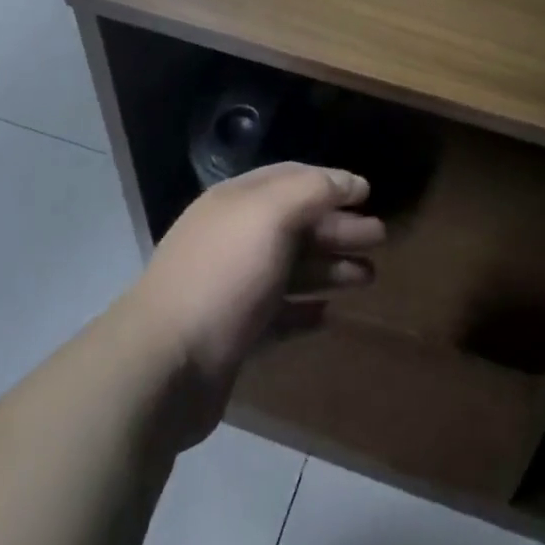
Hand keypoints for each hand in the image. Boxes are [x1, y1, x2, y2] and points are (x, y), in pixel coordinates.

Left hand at [121, 163, 385, 443]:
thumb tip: (350, 182)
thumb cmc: (224, 275)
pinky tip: (331, 313)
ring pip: (292, 269)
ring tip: (369, 276)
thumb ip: (314, 190)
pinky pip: (280, 314)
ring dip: (331, 268)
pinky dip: (306, 310)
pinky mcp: (234, 334)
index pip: (292, 178)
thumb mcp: (271, 215)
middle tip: (380, 238)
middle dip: (339, 228)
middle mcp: (234, 238)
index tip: (368, 194)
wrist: (164, 366)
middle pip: (296, 224)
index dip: (331, 182)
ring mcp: (233, 287)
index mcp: (237, 202)